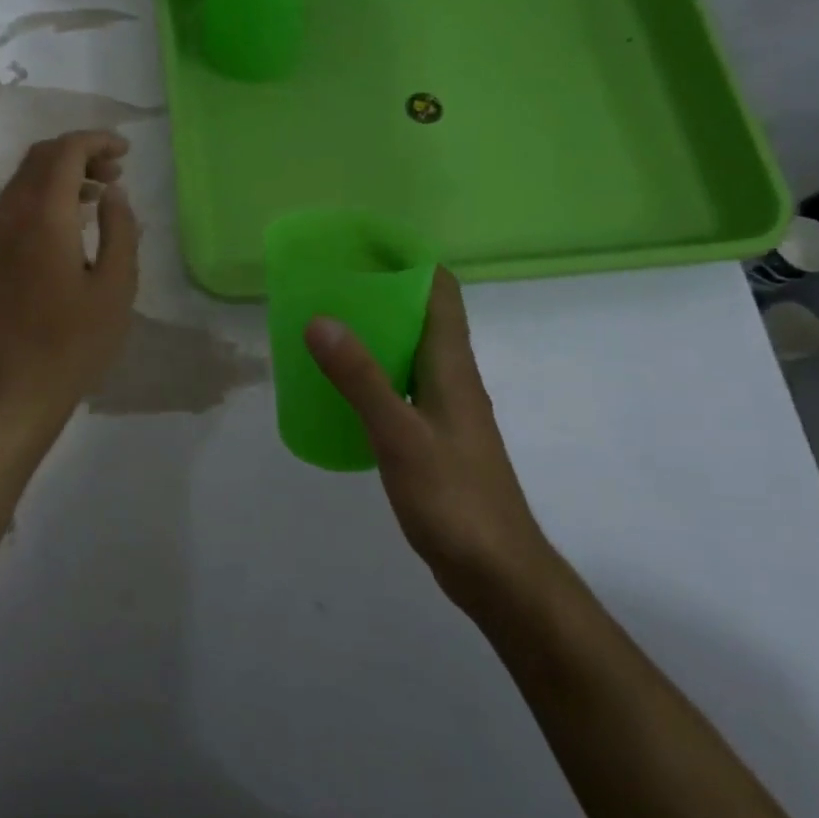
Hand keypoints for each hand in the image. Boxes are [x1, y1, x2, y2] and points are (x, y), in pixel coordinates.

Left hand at [0, 130, 139, 434]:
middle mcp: (10, 218)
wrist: (16, 390)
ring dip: (59, 176)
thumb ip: (120, 230)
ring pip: (21, 182)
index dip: (95, 141)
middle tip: (115, 173)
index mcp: (44, 219)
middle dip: (78, 153)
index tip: (125, 150)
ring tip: (98, 196)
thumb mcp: (116, 288)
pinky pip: (11, 209)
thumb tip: (113, 193)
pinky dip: (40, 199)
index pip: (64, 153)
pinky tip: (66, 227)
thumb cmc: (76, 343)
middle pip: (38, 159)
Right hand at [305, 268, 553, 615]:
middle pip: (420, 314)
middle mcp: (452, 377)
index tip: (363, 243)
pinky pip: (400, 384)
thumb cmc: (454, 499)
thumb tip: (320, 319)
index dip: (407, 258)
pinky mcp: (434, 436)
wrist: (499, 574)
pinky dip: (371, 371)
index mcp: (452, 365)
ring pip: (408, 350)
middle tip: (328, 280)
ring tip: (324, 323)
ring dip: (373, 330)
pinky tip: (339, 386)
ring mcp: (445, 409)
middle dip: (379, 290)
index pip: (439, 290)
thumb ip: (359, 378)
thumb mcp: (399, 435)